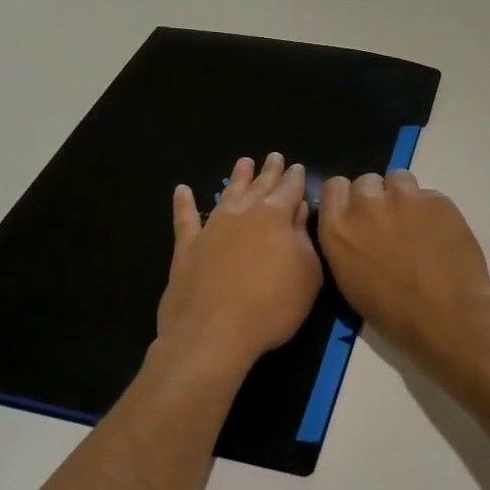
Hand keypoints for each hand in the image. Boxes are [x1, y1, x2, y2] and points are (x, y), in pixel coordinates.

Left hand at [157, 153, 322, 377]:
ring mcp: (211, 228)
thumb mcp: (307, 275)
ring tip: (243, 162)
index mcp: (275, 216)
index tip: (298, 167)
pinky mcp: (187, 247)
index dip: (296, 178)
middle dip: (269, 171)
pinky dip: (184, 203)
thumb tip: (299, 212)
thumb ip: (304, 239)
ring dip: (236, 178)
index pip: (290, 189)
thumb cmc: (272, 306)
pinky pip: (185, 218)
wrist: (214, 333)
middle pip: (259, 186)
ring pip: (226, 194)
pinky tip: (182, 191)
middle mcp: (243, 213)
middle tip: (274, 156)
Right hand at [318, 170, 489, 356]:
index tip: (357, 213)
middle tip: (390, 223)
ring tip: (417, 224)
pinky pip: (429, 195)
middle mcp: (365, 205)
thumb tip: (353, 231)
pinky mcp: (436, 199)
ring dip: (403, 197)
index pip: (334, 187)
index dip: (347, 197)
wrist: (446, 316)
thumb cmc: (393, 313)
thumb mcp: (349, 281)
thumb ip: (345, 244)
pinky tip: (441, 234)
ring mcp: (403, 198)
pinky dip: (432, 210)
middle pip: (366, 181)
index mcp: (337, 228)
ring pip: (398, 179)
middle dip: (375, 197)